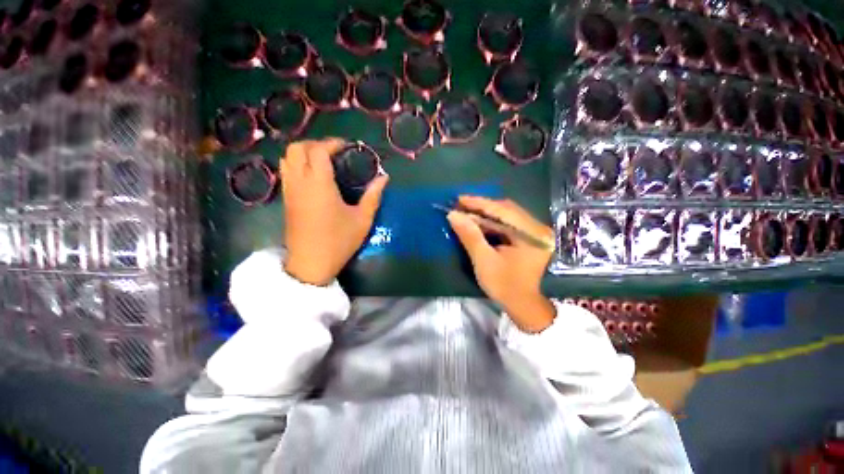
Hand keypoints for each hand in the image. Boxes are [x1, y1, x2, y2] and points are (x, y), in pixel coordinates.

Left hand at [281, 139, 388, 285]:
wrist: (311, 263)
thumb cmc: (339, 241)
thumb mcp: (362, 219)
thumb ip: (373, 196)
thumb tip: (384, 178)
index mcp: (319, 184)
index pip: (318, 150)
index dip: (332, 143)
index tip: (346, 146)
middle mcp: (300, 182)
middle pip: (297, 148)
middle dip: (315, 144)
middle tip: (334, 152)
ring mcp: (290, 191)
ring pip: (287, 158)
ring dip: (304, 153)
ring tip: (323, 161)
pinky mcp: (286, 200)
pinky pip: (286, 172)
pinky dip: (297, 164)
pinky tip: (313, 175)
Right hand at [447, 196, 555, 332]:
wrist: (521, 304)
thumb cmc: (504, 286)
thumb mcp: (484, 260)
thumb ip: (470, 235)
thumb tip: (453, 214)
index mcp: (532, 235)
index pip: (504, 211)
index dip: (479, 204)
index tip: (459, 199)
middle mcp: (538, 229)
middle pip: (507, 210)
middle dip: (482, 207)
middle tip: (460, 205)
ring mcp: (536, 232)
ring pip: (507, 215)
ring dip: (486, 213)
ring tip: (466, 211)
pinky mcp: (530, 236)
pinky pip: (509, 223)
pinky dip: (492, 221)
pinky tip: (479, 221)